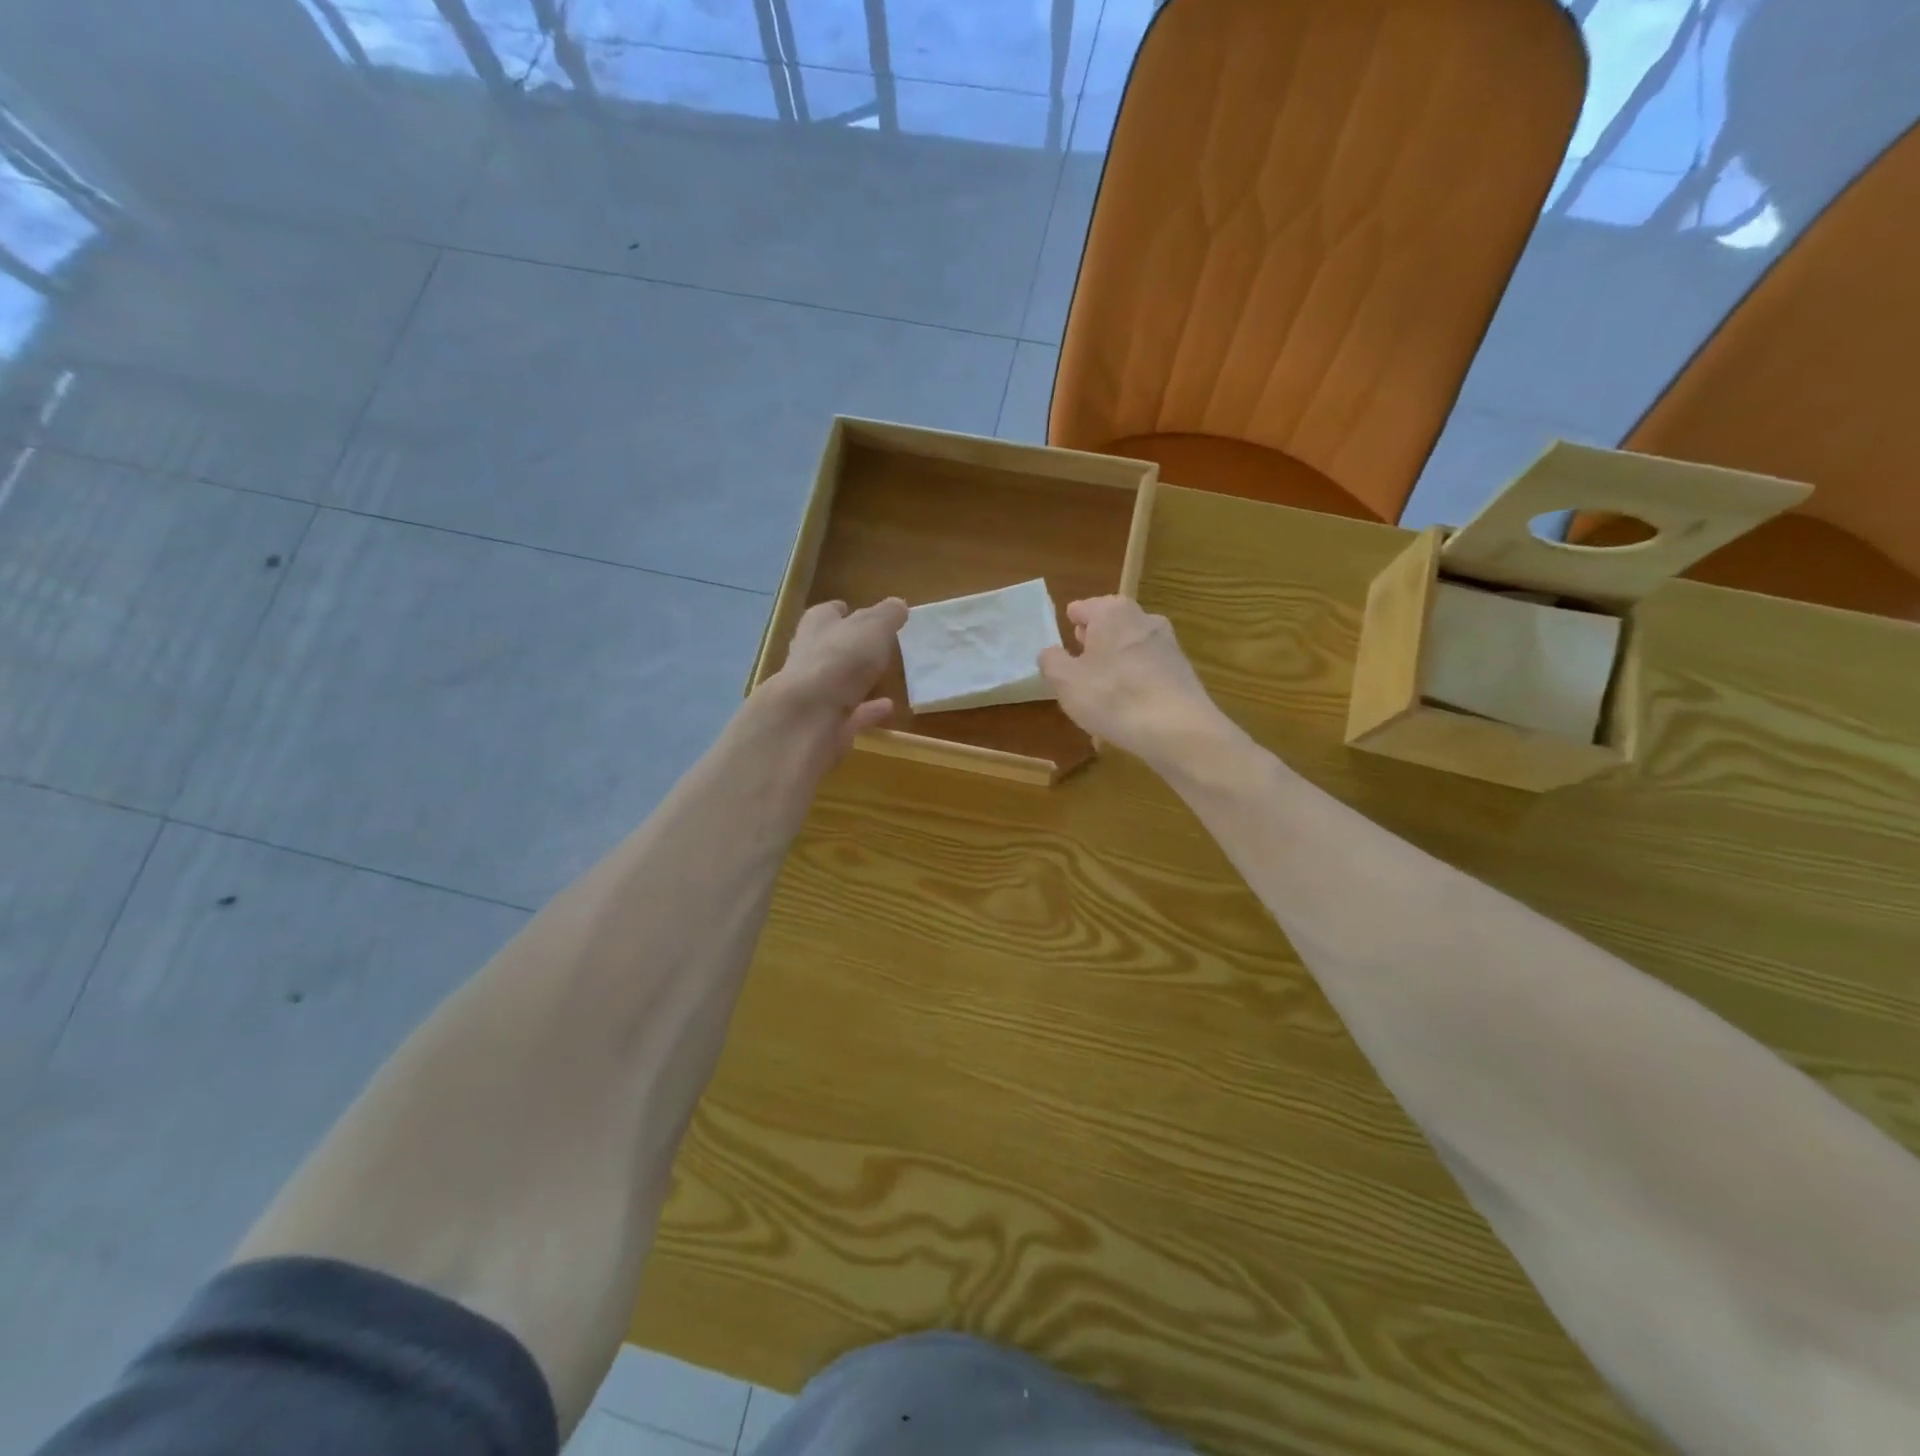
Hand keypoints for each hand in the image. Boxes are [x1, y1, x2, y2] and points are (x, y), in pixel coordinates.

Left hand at [764, 597, 906, 751]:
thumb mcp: (873, 628)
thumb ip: (887, 616)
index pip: (826, 614)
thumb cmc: (840, 660)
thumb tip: (898, 604)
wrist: (809, 718)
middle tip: (872, 646)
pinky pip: (850, 714)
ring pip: (838, 683)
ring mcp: (814, 694)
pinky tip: (887, 708)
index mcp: (817, 627)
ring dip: (857, 680)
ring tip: (883, 677)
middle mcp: (809, 657)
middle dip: (846, 646)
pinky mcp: (823, 725)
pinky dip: (867, 711)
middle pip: (828, 647)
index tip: (852, 610)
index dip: (839, 611)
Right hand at [1039, 596, 1225, 764]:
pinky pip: (1147, 671)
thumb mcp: (1065, 681)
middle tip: (1079, 656)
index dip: (1072, 621)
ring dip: (1115, 662)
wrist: (1177, 728)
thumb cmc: (1112, 695)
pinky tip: (1126, 706)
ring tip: (1100, 686)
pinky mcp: (1182, 672)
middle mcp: (1144, 619)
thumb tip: (1051, 652)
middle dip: (1095, 639)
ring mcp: (1168, 645)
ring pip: (1131, 648)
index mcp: (1112, 612)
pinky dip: (1135, 681)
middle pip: (1111, 625)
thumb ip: (1052, 661)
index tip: (1065, 633)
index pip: (1083, 608)